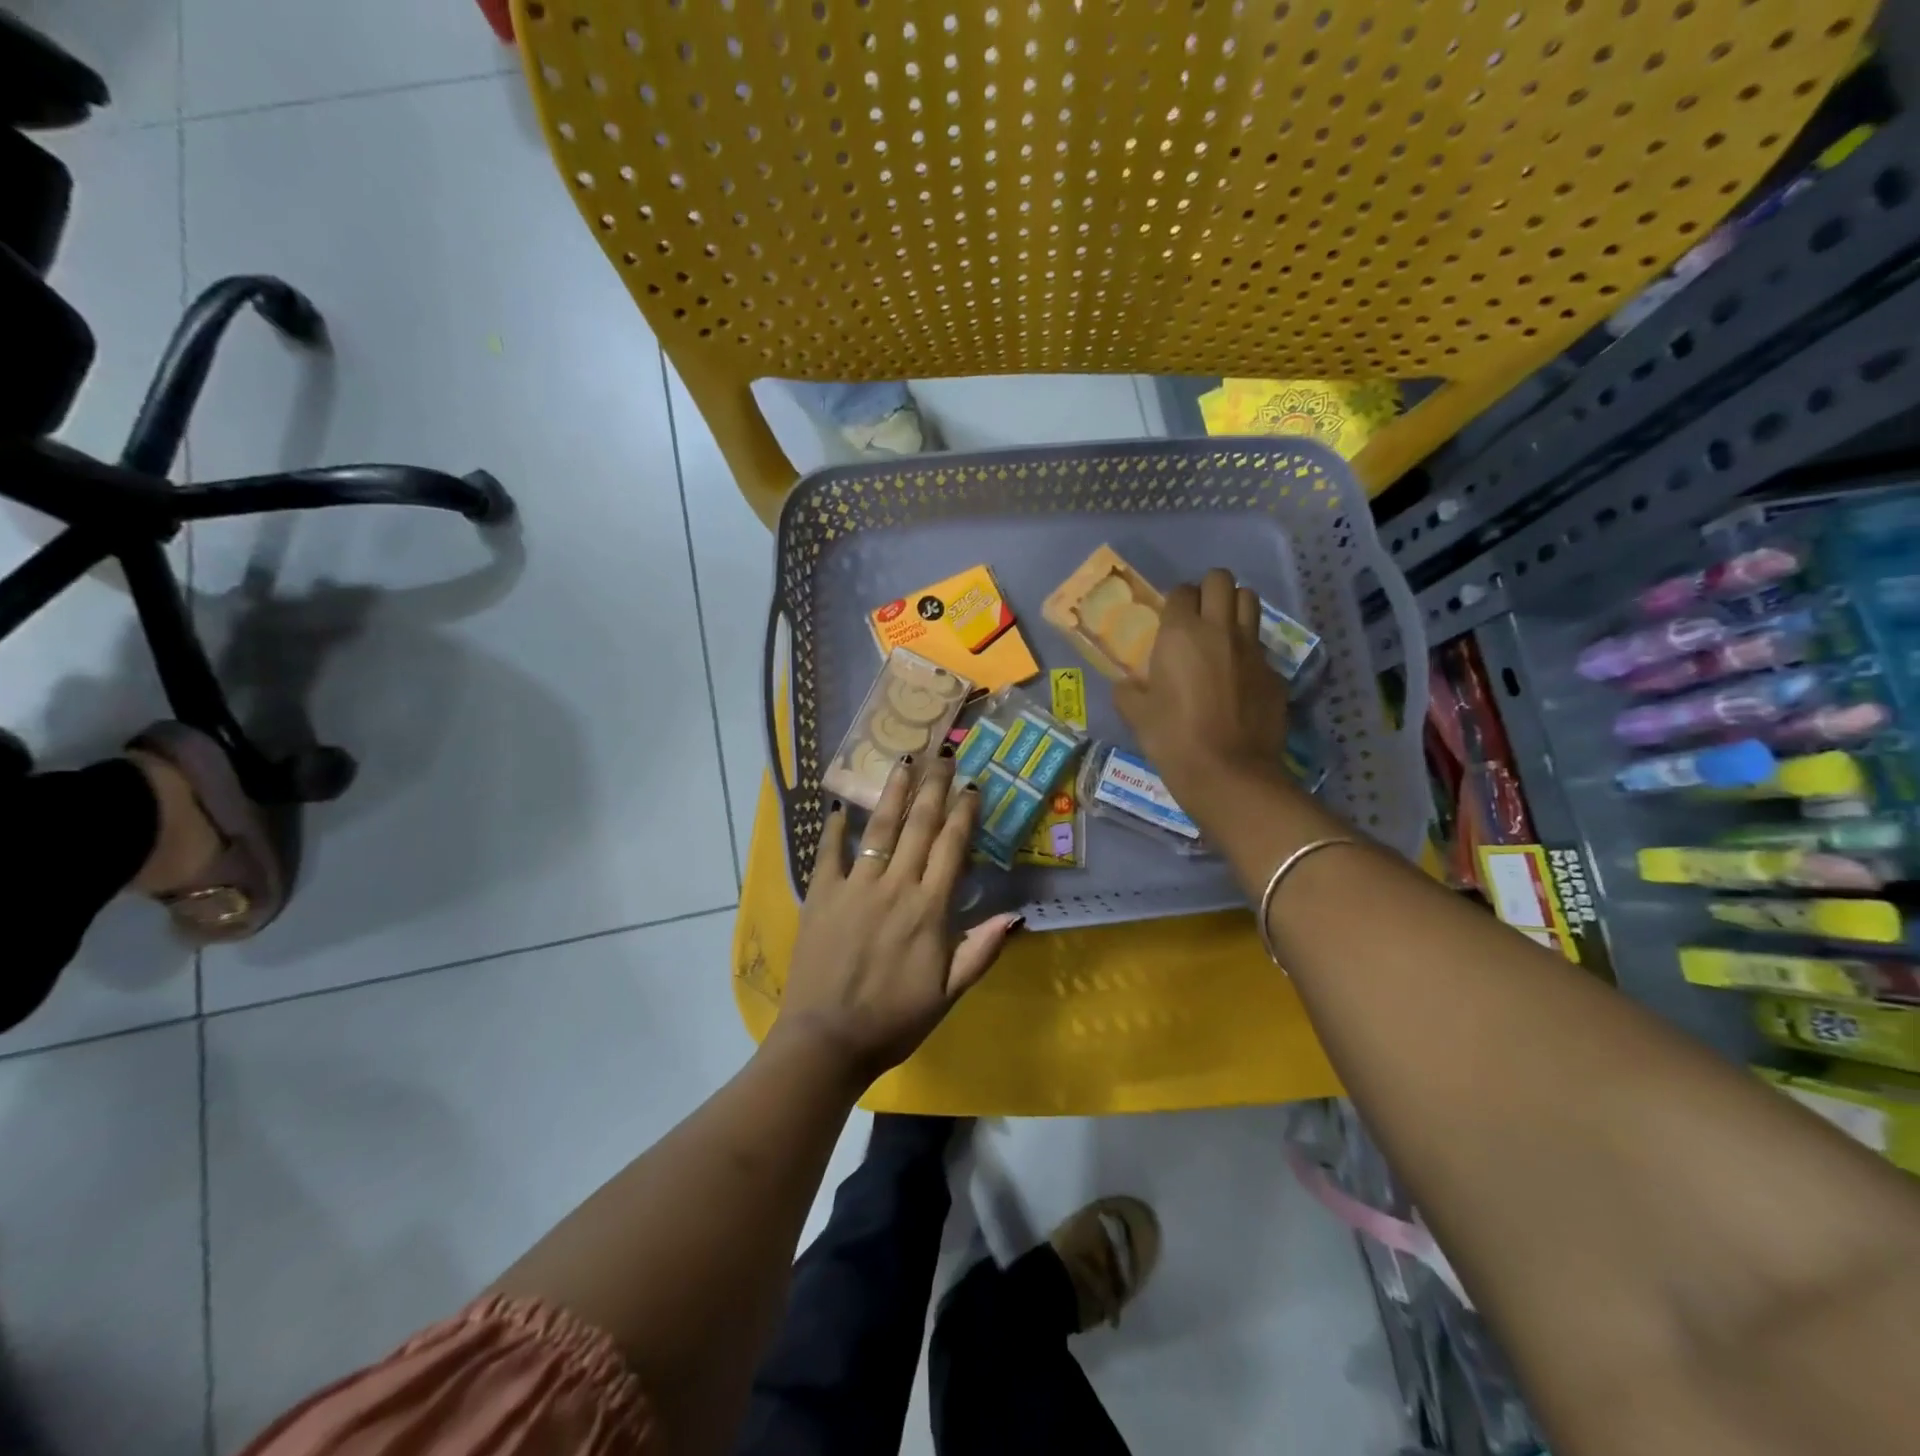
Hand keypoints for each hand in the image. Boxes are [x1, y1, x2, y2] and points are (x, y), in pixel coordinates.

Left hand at [775, 751, 1021, 1086]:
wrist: (826, 1041)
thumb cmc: (894, 1021)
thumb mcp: (948, 995)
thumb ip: (981, 952)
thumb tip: (1017, 915)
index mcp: (929, 909)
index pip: (952, 847)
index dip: (964, 813)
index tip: (972, 785)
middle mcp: (894, 886)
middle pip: (919, 826)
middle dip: (934, 787)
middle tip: (943, 754)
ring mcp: (855, 887)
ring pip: (879, 829)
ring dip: (894, 793)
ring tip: (904, 761)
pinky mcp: (821, 895)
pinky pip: (829, 853)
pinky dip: (834, 828)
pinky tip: (837, 806)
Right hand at [1113, 568, 1290, 807]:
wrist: (1229, 774)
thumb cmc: (1173, 740)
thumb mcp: (1136, 715)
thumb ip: (1128, 690)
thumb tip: (1128, 684)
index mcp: (1180, 634)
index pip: (1181, 591)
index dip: (1174, 602)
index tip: (1168, 620)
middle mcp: (1220, 630)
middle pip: (1222, 580)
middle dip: (1209, 589)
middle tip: (1198, 614)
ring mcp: (1253, 649)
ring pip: (1249, 601)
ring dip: (1234, 607)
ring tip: (1222, 632)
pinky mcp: (1274, 672)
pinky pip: (1261, 646)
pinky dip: (1248, 651)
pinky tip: (1238, 678)